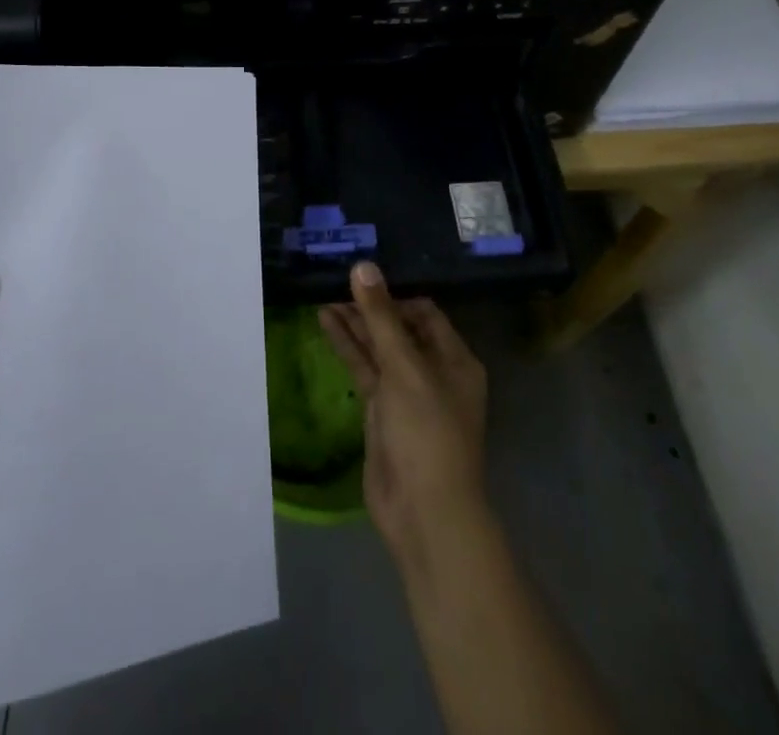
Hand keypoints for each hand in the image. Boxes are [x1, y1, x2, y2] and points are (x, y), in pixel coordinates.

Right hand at [319, 262, 489, 576]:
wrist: (423, 512)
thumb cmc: (426, 431)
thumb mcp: (404, 367)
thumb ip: (380, 317)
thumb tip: (363, 266)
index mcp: (455, 359)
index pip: (424, 312)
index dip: (394, 294)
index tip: (363, 278)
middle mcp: (433, 371)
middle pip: (399, 328)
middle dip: (370, 307)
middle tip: (337, 282)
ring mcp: (406, 393)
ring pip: (378, 348)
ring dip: (355, 324)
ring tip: (324, 296)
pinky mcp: (383, 411)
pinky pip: (365, 369)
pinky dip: (348, 347)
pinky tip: (326, 323)